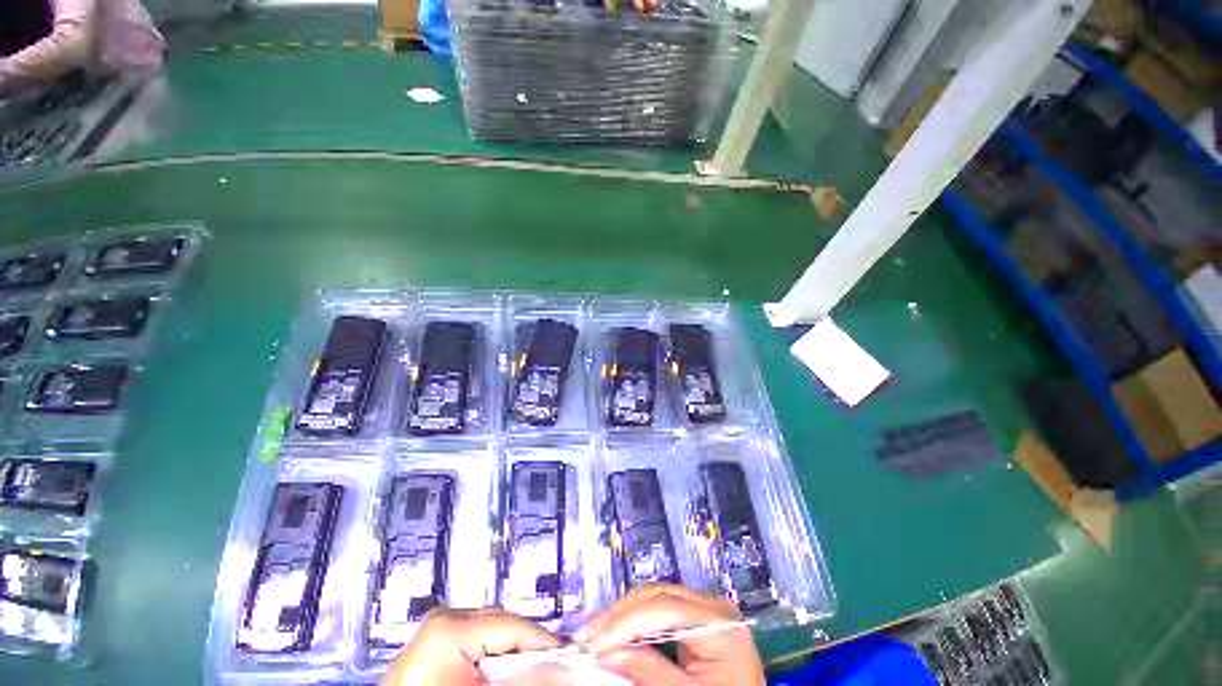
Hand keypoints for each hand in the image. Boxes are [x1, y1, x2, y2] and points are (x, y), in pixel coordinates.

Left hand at [381, 607, 561, 685]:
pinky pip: (477, 639)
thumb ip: (525, 678)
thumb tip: (564, 666)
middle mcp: (445, 616)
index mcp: (451, 625)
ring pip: (494, 630)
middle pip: (505, 624)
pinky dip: (493, 656)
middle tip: (551, 670)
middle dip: (528, 649)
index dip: (546, 644)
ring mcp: (438, 626)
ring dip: (511, 653)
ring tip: (526, 672)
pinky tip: (499, 673)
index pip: (514, 625)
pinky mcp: (435, 639)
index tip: (570, 661)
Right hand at [574, 584, 764, 685]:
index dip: (627, 622)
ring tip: (595, 632)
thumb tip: (604, 652)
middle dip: (620, 614)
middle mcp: (713, 605)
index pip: (666, 609)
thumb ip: (648, 672)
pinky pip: (659, 607)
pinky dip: (635, 619)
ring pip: (655, 596)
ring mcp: (705, 606)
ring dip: (623, 613)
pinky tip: (616, 629)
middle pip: (658, 595)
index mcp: (721, 625)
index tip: (594, 642)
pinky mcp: (696, 615)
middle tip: (587, 635)